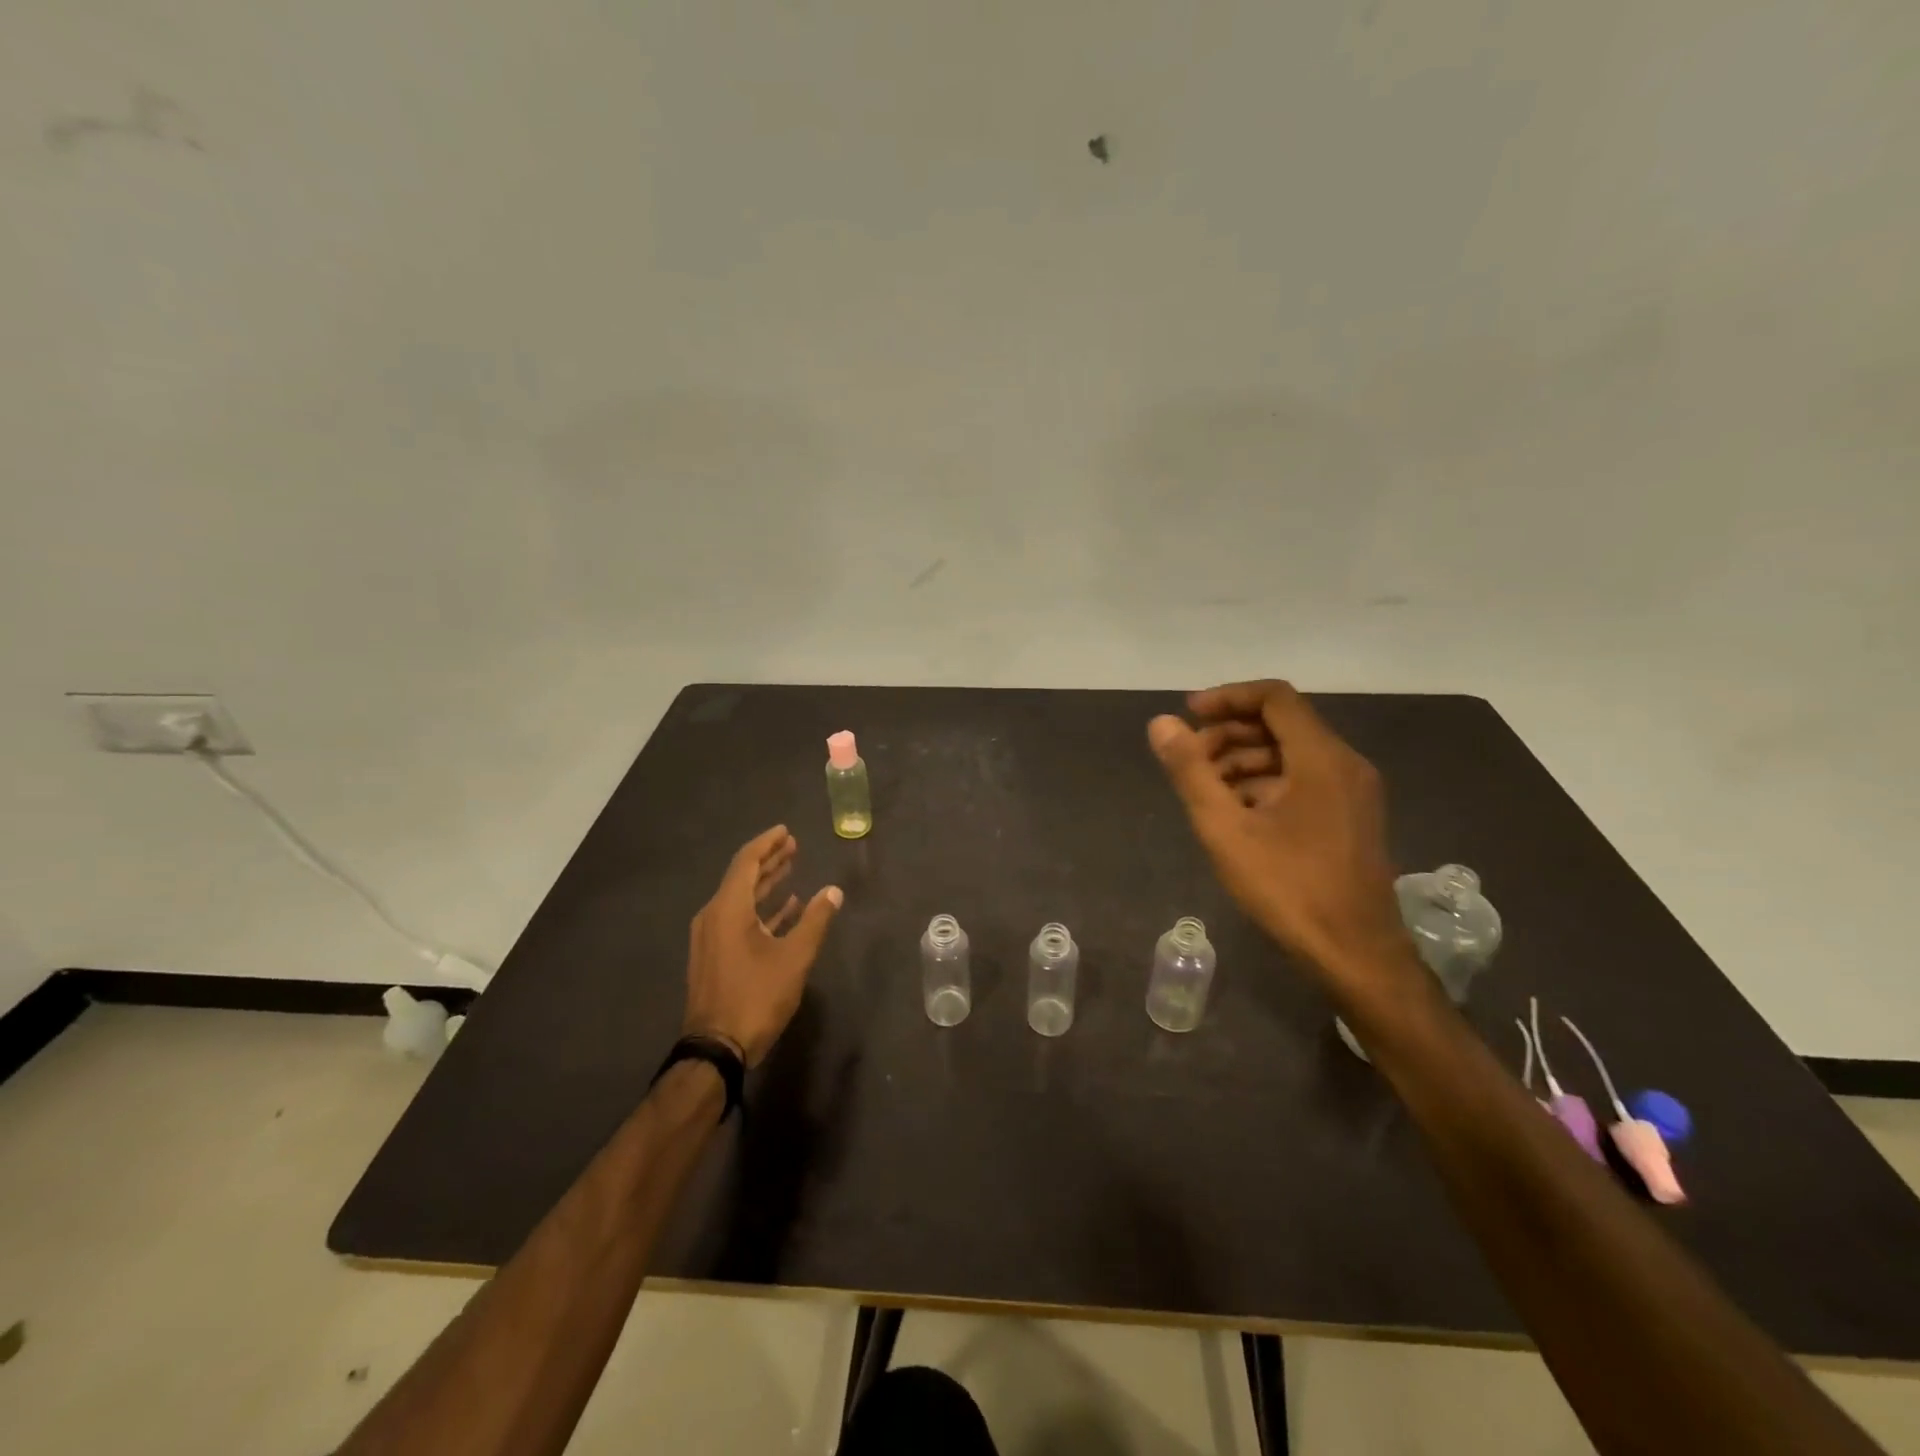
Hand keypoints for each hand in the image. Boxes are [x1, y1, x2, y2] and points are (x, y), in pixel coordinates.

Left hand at [682, 825, 842, 1066]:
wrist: (716, 1048)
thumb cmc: (756, 996)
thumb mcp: (794, 958)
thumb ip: (815, 920)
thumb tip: (834, 891)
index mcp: (728, 909)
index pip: (746, 862)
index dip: (767, 844)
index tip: (786, 832)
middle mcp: (713, 916)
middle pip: (742, 877)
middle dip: (768, 861)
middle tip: (792, 846)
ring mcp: (711, 938)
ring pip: (740, 900)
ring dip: (765, 884)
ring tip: (790, 869)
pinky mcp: (714, 957)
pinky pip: (738, 920)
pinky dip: (761, 910)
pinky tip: (784, 909)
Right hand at [1148, 681, 1409, 986]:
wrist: (1356, 956)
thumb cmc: (1289, 889)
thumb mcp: (1225, 830)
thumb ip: (1191, 772)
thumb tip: (1161, 724)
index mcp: (1322, 758)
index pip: (1274, 697)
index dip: (1227, 697)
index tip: (1188, 716)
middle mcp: (1345, 764)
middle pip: (1282, 724)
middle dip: (1230, 733)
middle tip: (1189, 760)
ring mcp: (1353, 793)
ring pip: (1292, 754)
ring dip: (1244, 760)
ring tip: (1206, 790)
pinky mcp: (1352, 818)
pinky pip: (1305, 780)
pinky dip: (1266, 783)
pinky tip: (1237, 814)